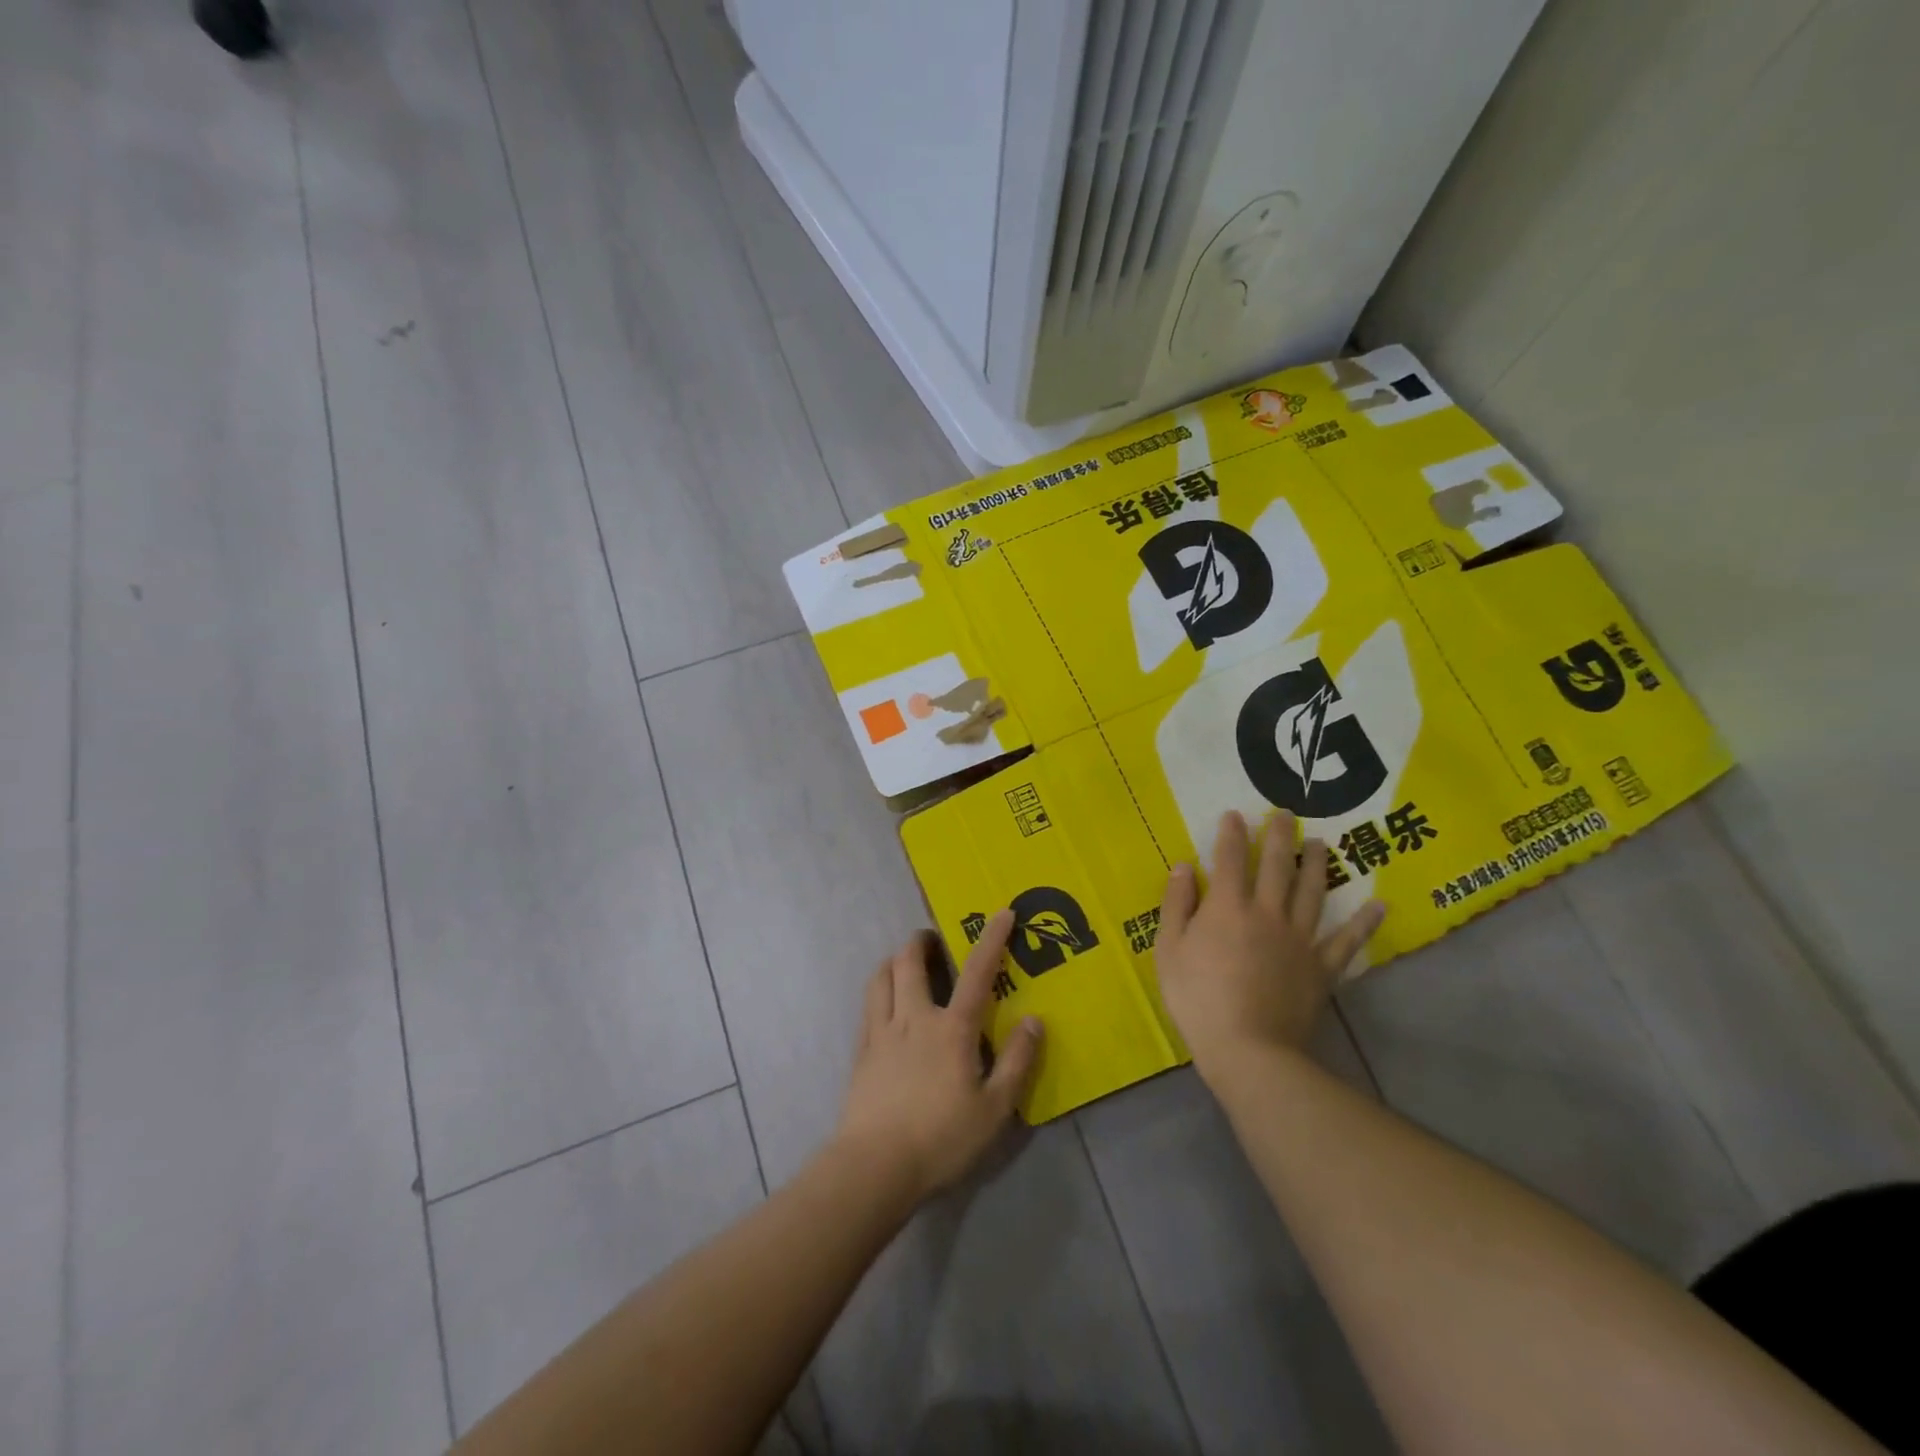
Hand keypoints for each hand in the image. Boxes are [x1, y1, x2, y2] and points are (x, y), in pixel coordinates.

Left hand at [833, 913, 1042, 1203]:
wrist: (875, 1165)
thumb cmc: (941, 1138)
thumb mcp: (995, 1109)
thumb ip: (1017, 1062)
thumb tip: (1035, 1020)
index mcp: (952, 1028)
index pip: (977, 972)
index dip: (991, 939)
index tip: (1002, 913)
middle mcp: (914, 1017)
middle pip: (909, 962)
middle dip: (921, 941)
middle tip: (932, 940)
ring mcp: (882, 1032)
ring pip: (881, 977)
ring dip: (893, 961)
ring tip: (903, 964)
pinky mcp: (862, 1052)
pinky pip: (868, 1006)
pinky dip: (879, 991)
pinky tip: (885, 1005)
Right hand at [1157, 809, 1384, 1081]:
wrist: (1248, 1048)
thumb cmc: (1199, 998)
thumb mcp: (1169, 950)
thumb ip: (1176, 905)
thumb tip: (1183, 867)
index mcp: (1228, 906)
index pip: (1230, 858)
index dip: (1232, 833)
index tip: (1235, 814)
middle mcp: (1268, 912)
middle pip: (1277, 865)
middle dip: (1280, 836)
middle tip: (1286, 814)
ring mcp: (1300, 938)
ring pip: (1312, 892)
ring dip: (1318, 865)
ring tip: (1322, 844)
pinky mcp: (1322, 967)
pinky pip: (1347, 940)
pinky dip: (1364, 923)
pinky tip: (1378, 905)